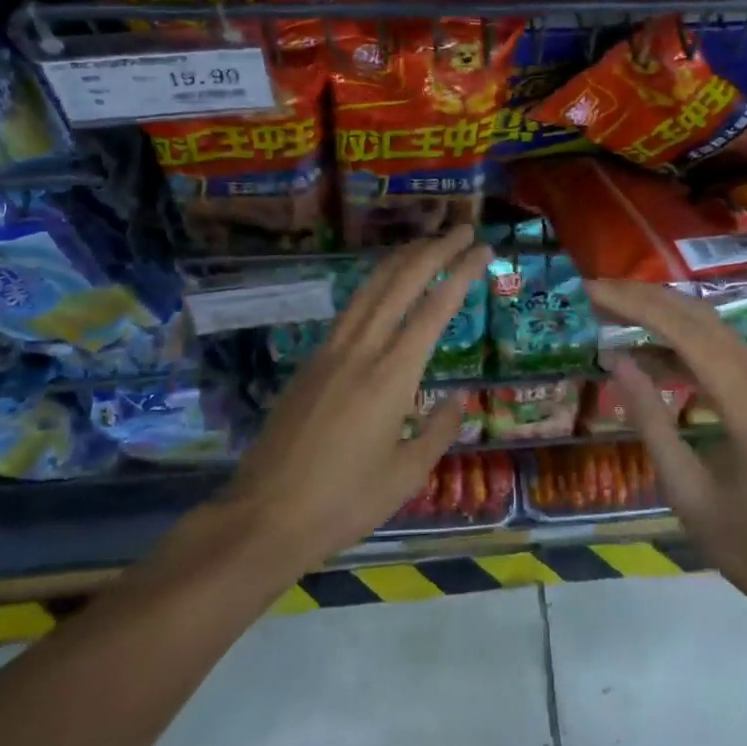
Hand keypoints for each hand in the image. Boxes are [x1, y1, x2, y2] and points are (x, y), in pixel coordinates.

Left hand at [222, 226, 491, 573]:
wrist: (263, 517)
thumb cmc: (343, 503)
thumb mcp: (406, 476)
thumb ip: (438, 430)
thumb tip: (459, 397)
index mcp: (392, 376)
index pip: (434, 309)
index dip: (461, 273)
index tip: (483, 249)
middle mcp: (361, 350)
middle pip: (400, 282)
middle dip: (434, 249)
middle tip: (463, 228)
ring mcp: (330, 351)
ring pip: (370, 287)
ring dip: (402, 257)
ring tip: (428, 241)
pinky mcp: (310, 361)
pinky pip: (350, 307)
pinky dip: (375, 282)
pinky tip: (384, 284)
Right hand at [585, 279, 746, 624]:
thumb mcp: (688, 492)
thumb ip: (651, 421)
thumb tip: (616, 361)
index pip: (685, 332)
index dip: (635, 305)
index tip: (591, 291)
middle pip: (700, 318)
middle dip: (645, 298)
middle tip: (595, 293)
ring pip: (712, 329)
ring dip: (663, 314)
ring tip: (612, 313)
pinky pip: (722, 353)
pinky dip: (681, 343)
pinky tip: (648, 355)